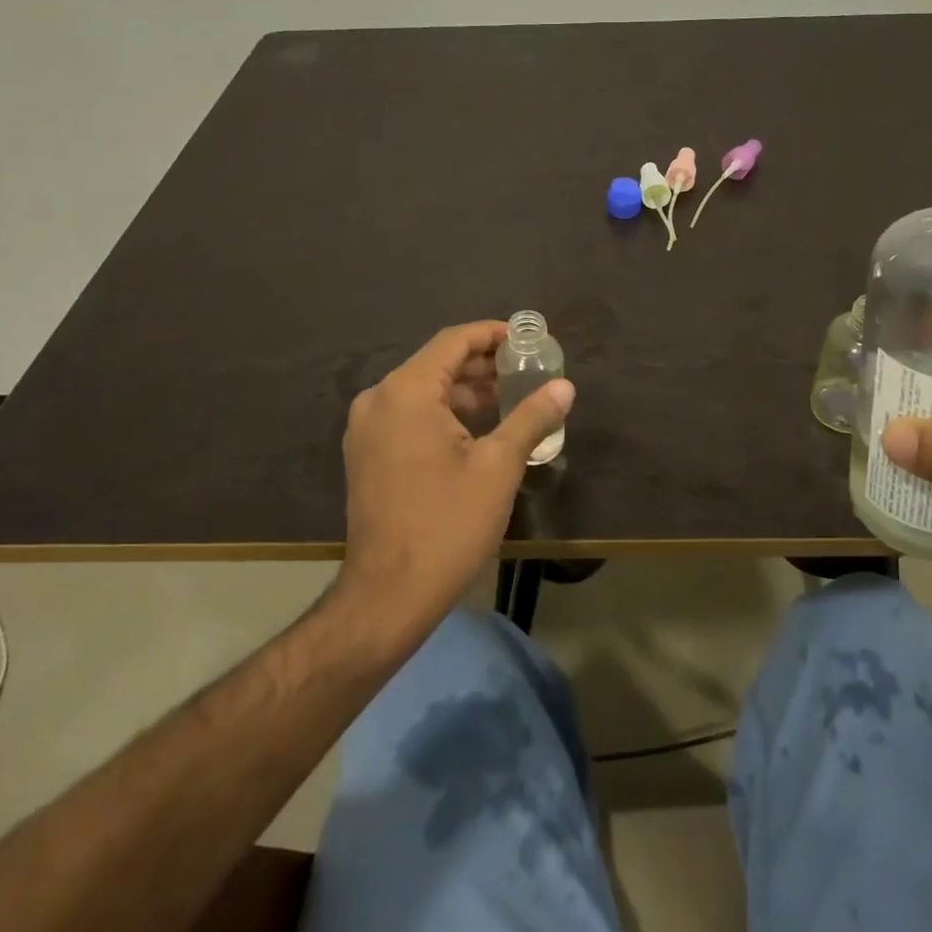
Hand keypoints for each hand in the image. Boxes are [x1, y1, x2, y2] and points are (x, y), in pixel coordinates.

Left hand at [337, 321, 573, 635]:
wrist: (388, 596)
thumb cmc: (447, 524)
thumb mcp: (498, 466)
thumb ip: (532, 417)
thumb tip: (565, 387)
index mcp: (406, 392)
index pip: (453, 341)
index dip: (492, 334)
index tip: (526, 340)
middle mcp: (378, 400)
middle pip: (436, 363)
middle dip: (482, 364)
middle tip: (526, 370)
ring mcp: (366, 430)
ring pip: (422, 391)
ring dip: (464, 391)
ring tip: (510, 398)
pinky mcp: (366, 455)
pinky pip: (409, 416)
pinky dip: (443, 413)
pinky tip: (478, 429)